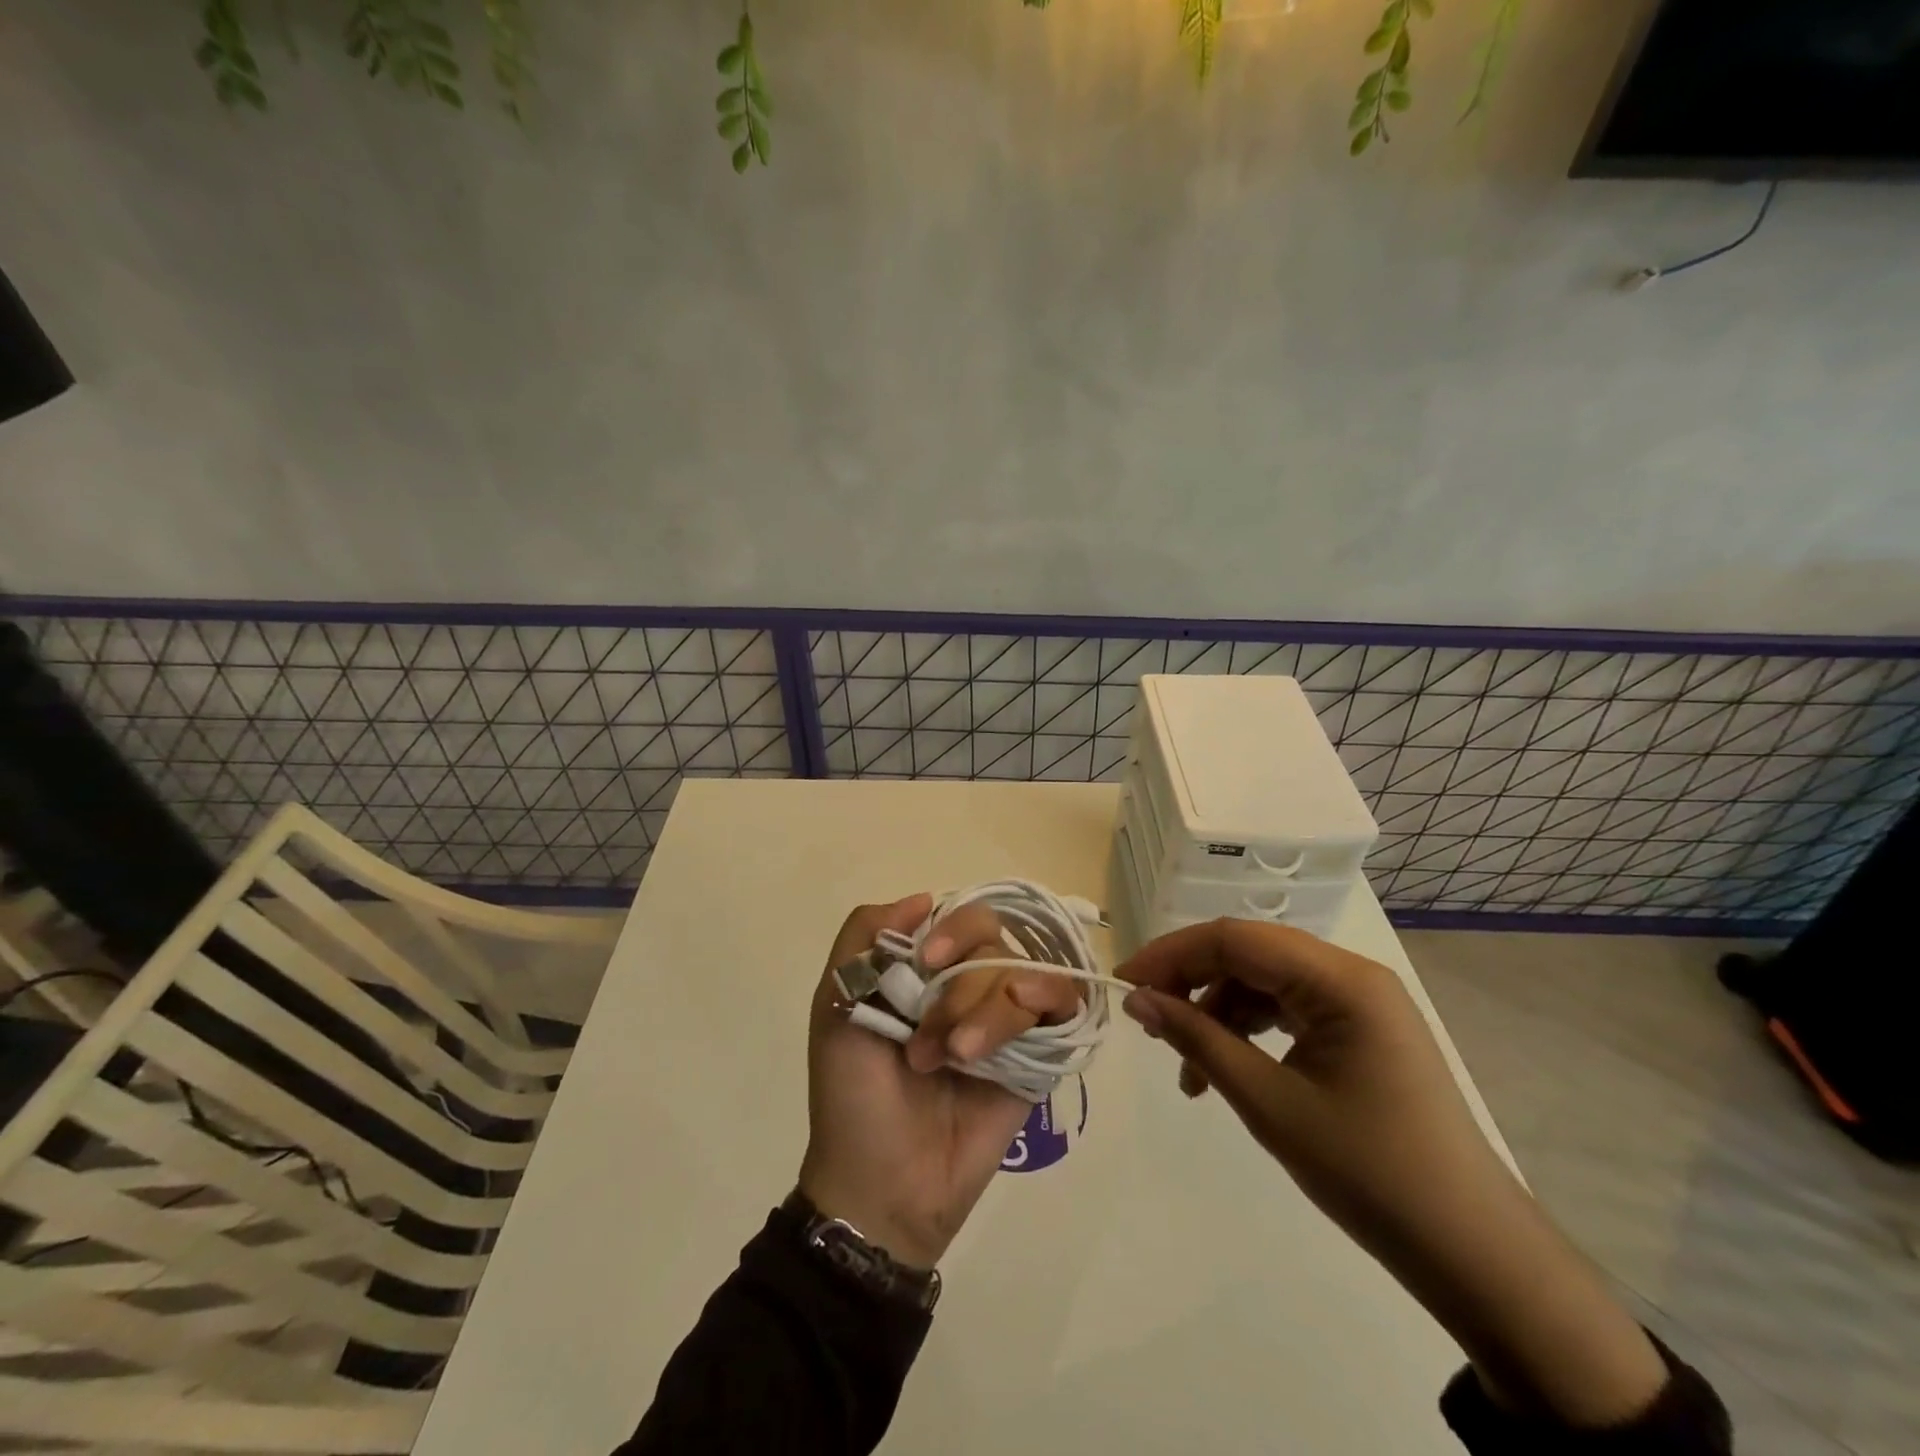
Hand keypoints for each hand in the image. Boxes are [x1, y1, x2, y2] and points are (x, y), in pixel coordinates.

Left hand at [798, 894, 1079, 1269]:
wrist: (884, 1183)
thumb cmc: (852, 1094)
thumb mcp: (834, 1002)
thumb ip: (863, 936)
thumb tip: (925, 898)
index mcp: (926, 969)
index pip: (960, 917)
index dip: (951, 930)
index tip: (927, 960)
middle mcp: (969, 985)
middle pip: (996, 941)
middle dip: (962, 985)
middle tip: (930, 1039)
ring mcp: (1006, 1020)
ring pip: (1026, 974)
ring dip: (989, 1012)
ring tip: (956, 1060)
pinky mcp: (1037, 1055)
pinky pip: (1063, 1003)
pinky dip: (1044, 1003)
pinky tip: (1012, 1036)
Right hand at [1120, 920, 1668, 1427]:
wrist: (1472, 1253)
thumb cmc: (1370, 1174)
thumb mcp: (1269, 1103)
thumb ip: (1198, 1040)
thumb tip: (1138, 1001)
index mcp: (1340, 980)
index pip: (1235, 939)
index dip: (1171, 954)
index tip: (1124, 985)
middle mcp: (1351, 975)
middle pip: (1249, 954)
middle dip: (1191, 981)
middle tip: (1146, 1021)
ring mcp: (1359, 1002)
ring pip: (1264, 982)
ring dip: (1216, 1013)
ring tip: (1183, 1068)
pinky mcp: (1359, 1030)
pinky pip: (1288, 1009)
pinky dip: (1247, 1031)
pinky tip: (1222, 1070)